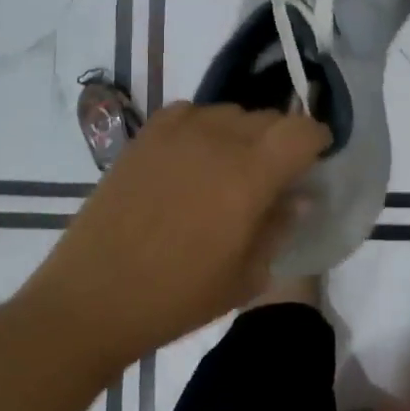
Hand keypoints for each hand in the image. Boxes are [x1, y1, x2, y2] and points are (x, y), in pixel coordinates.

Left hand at [24, 102, 329, 371]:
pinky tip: (194, 156)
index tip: (317, 158)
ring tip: (230, 167)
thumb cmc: (177, 296)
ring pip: (230, 113)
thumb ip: (279, 227)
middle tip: (274, 175)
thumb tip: (299, 197)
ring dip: (243, 133)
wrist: (93, 297)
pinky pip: (190, 113)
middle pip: (268, 118)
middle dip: (282, 140)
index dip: (317, 139)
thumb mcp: (245, 276)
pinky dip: (204, 127)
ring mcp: (177, 133)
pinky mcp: (145, 136)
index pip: (301, 130)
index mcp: (250, 175)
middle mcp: (218, 140)